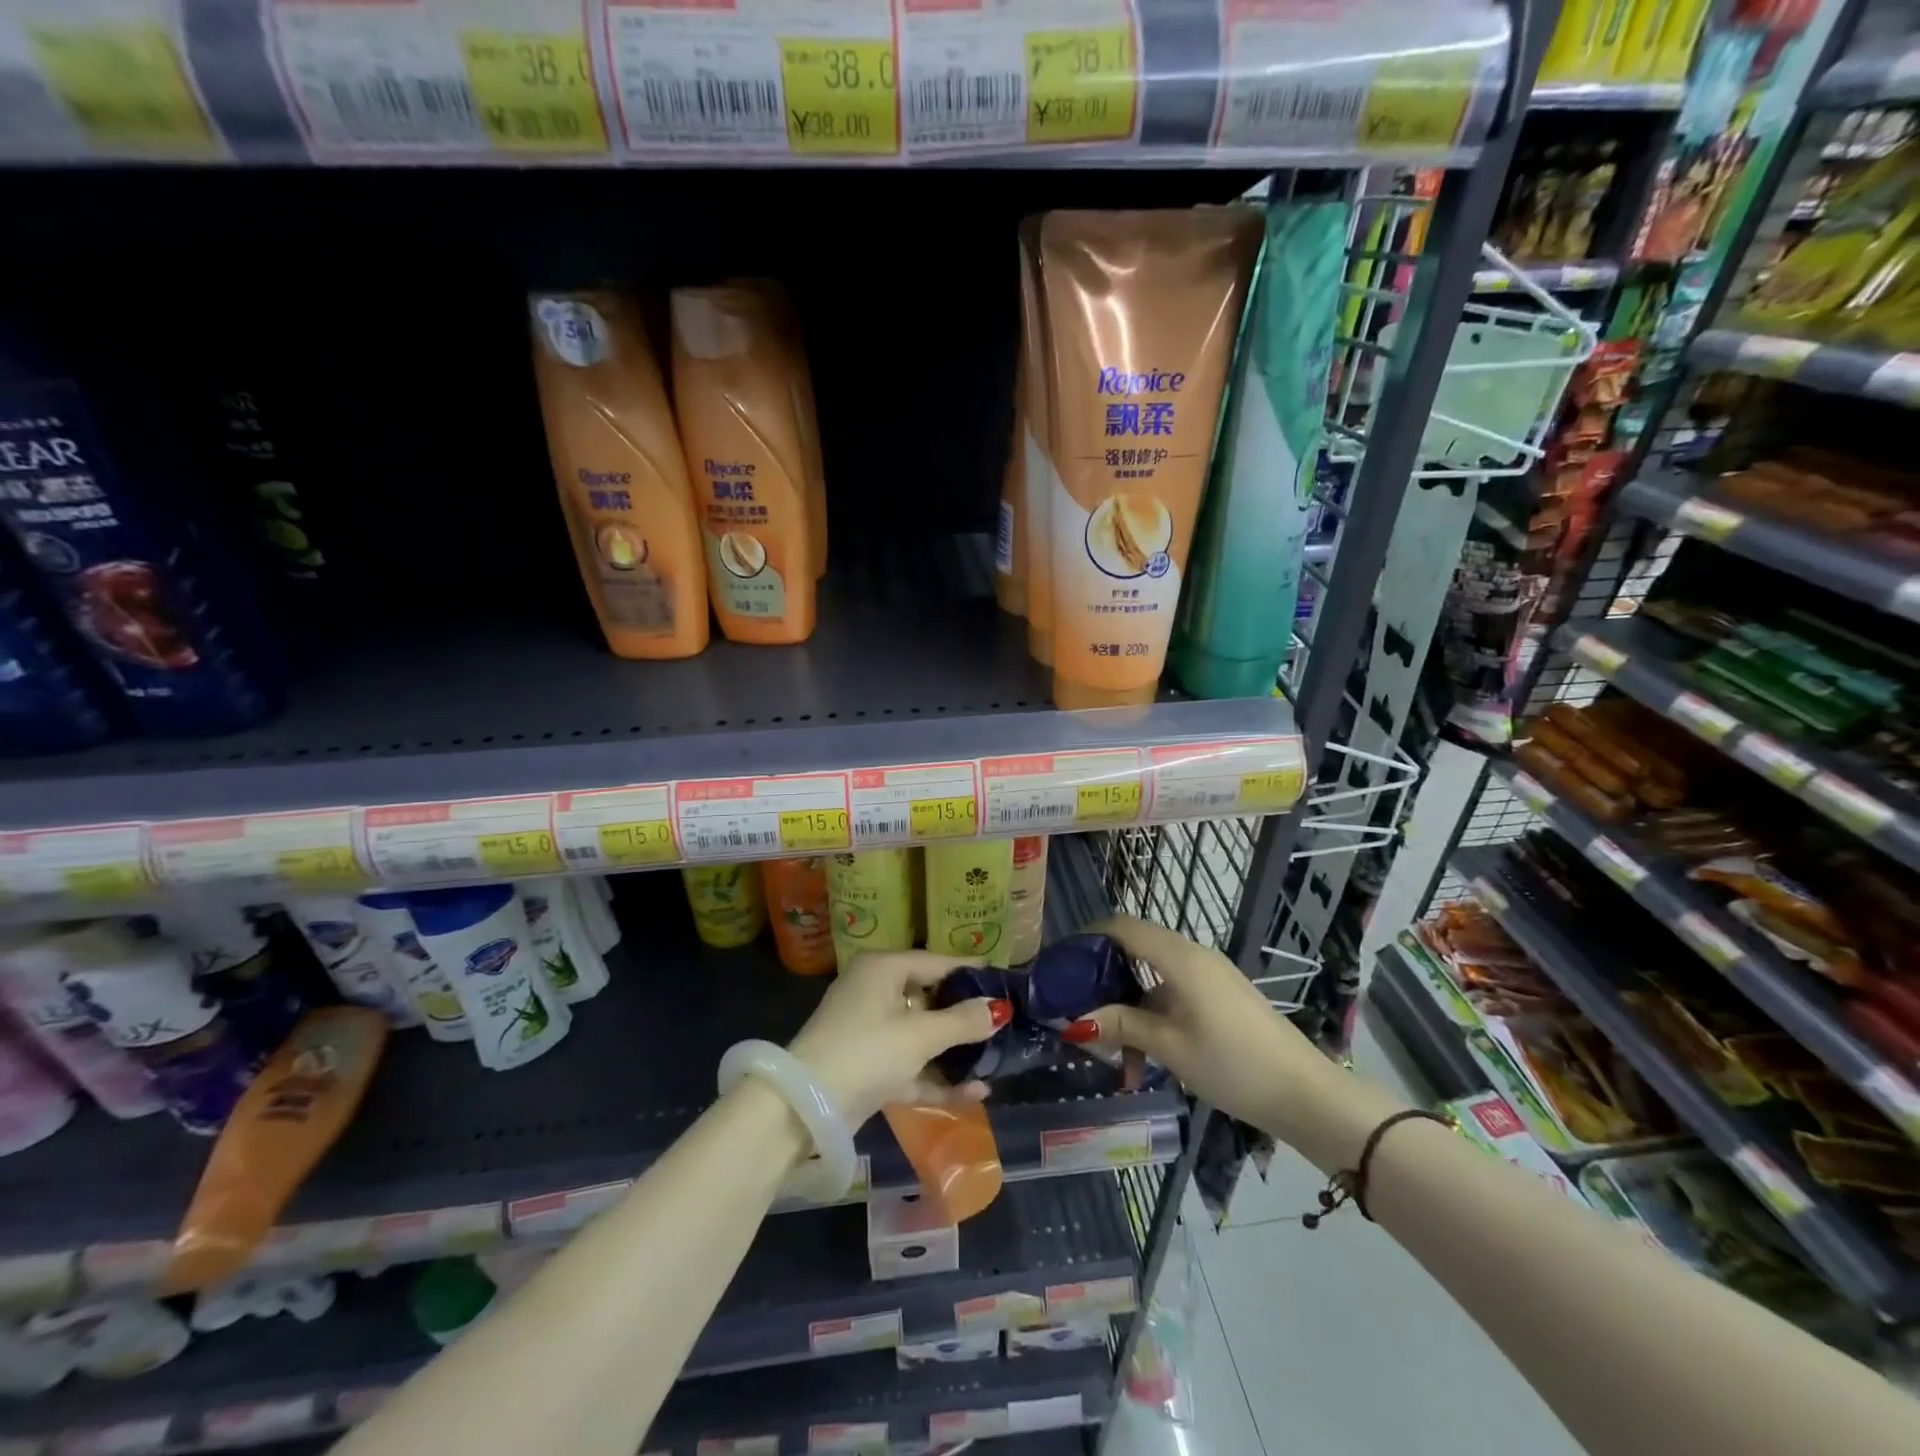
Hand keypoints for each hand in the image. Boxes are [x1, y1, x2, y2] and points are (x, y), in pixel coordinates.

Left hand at [786, 951, 1010, 1127]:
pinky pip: (910, 1065)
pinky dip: (937, 1077)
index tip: (1004, 980)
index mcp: (882, 969)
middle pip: (928, 999)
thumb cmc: (867, 1051)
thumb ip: (962, 1021)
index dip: (970, 972)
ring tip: (996, 1061)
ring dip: (955, 1052)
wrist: (805, 1107)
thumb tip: (998, 1008)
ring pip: (921, 1036)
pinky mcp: (867, 1067)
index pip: (935, 963)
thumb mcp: (920, 1035)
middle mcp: (874, 992)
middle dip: (965, 1017)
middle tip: (1005, 1023)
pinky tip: (975, 1093)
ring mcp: (869, 1031)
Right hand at [1067, 914, 1331, 1135]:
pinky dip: (1154, 1016)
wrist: (1306, 1094)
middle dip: (1105, 979)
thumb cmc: (1233, 1064)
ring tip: (1114, 1054)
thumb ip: (1123, 1026)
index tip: (1062, 962)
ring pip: (1154, 978)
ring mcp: (1210, 977)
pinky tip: (1147, 1058)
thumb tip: (1076, 1021)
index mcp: (1180, 958)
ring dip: (1130, 1008)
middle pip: (1137, 950)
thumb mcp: (1170, 1047)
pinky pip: (1175, 993)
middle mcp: (1194, 956)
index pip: (1124, 926)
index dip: (1089, 936)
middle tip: (1079, 1009)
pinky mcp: (1221, 997)